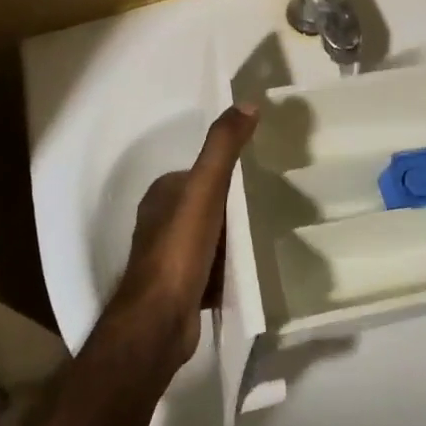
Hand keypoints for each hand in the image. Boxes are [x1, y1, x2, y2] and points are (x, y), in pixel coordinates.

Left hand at [106, 104, 258, 371]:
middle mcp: (159, 222)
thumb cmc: (180, 250)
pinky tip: (248, 271)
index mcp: (161, 194)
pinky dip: (227, 268)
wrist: (159, 323)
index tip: (257, 178)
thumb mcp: (205, 189)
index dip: (226, 174)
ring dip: (231, 240)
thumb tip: (247, 103)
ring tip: (263, 239)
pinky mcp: (178, 289)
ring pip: (209, 238)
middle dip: (231, 209)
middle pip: (207, 206)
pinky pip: (210, 268)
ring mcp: (167, 258)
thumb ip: (223, 147)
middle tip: (267, 210)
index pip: (200, 173)